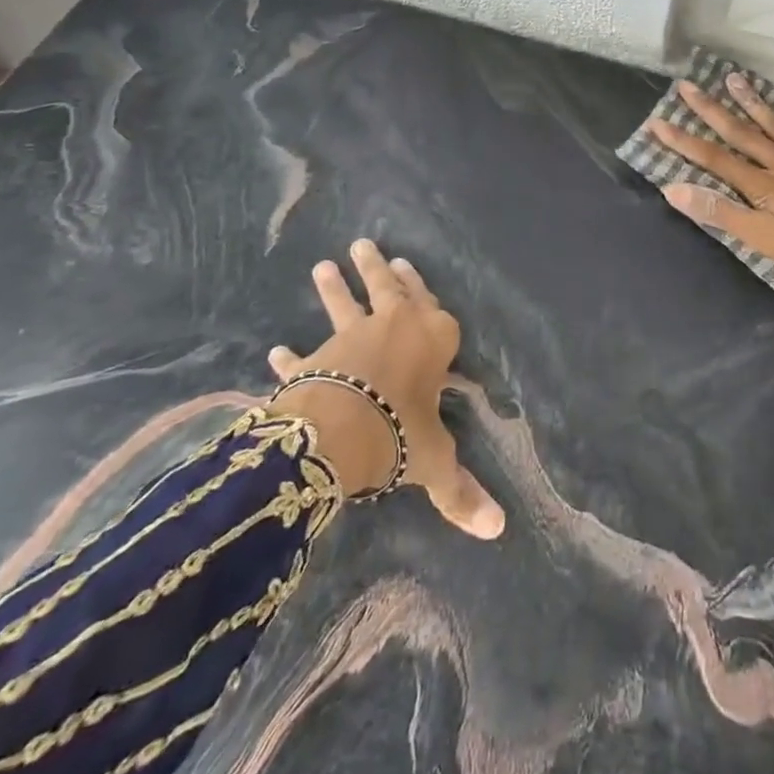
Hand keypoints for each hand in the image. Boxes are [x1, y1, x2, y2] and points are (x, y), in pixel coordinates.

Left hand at [266, 238, 505, 538]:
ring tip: (321, 266)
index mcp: (433, 340)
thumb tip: (498, 530)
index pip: (433, 307)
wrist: (342, 431)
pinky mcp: (316, 361)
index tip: (408, 263)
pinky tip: (275, 350)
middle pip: (388, 291)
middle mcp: (394, 328)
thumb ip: (460, 491)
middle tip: (364, 244)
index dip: (421, 287)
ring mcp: (351, 339)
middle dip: (377, 269)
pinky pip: (303, 356)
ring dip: (332, 289)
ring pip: (344, 306)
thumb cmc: (402, 432)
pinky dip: (291, 356)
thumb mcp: (434, 461)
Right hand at [647, 75, 773, 305]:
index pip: (714, 159)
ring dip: (755, 103)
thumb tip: (675, 189)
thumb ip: (723, 213)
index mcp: (765, 185)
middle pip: (743, 133)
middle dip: (712, 111)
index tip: (657, 123)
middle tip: (688, 86)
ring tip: (734, 79)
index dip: (684, 142)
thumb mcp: (768, 242)